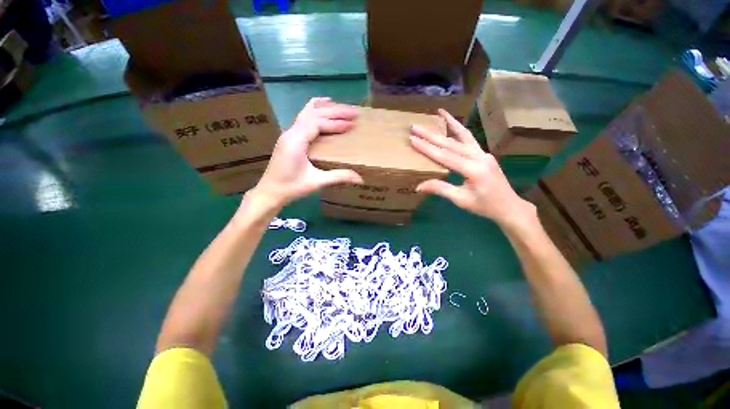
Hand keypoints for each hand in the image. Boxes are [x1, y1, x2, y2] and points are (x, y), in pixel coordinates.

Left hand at [252, 97, 363, 208]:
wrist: (270, 192)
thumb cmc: (291, 187)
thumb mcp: (316, 182)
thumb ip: (338, 177)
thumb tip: (360, 178)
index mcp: (296, 141)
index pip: (318, 123)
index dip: (336, 122)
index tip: (352, 124)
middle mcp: (291, 133)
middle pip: (313, 113)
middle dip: (334, 111)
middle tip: (353, 111)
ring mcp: (288, 134)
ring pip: (307, 113)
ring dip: (325, 109)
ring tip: (340, 106)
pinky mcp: (289, 138)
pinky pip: (302, 118)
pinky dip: (314, 111)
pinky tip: (320, 108)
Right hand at [409, 109, 535, 228]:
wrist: (509, 206)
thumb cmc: (485, 206)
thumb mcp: (461, 200)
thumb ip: (441, 189)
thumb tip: (419, 186)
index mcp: (473, 169)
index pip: (444, 156)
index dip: (427, 148)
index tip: (413, 139)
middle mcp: (479, 157)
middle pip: (451, 143)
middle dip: (431, 134)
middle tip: (415, 126)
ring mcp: (483, 153)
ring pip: (463, 135)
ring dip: (449, 124)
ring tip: (439, 112)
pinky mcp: (484, 154)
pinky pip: (470, 139)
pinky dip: (459, 130)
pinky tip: (453, 124)